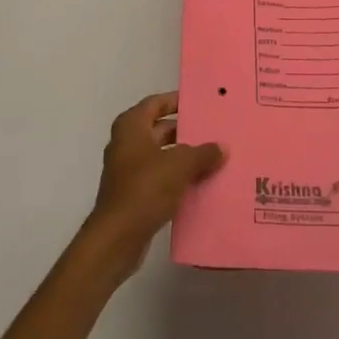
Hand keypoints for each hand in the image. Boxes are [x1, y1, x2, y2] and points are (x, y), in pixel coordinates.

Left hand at [82, 92, 224, 282]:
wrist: (117, 237)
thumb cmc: (145, 188)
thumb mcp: (180, 165)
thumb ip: (203, 153)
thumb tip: (221, 147)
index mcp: (131, 126)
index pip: (156, 103)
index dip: (177, 101)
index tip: (200, 103)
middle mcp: (126, 143)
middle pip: (159, 129)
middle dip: (185, 130)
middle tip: (213, 131)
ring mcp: (128, 169)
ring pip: (161, 154)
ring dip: (183, 156)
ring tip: (213, 157)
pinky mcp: (133, 193)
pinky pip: (159, 177)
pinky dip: (176, 177)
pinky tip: (200, 183)